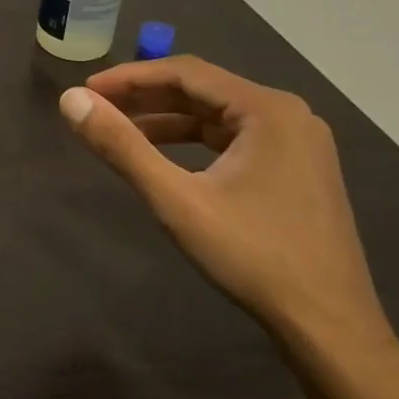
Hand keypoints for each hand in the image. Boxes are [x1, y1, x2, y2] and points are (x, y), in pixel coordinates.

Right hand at [58, 57, 393, 355]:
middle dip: (146, 97)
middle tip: (96, 108)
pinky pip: (234, 140)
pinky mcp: (297, 169)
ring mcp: (298, 143)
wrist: (329, 326)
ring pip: (217, 116)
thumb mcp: (176, 200)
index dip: (130, 77)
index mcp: (268, 109)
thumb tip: (70, 101)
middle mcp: (288, 115)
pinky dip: (193, 142)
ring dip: (167, 120)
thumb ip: (121, 146)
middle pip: (203, 90)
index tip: (86, 91)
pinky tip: (164, 156)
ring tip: (120, 130)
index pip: (186, 72)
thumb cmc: (252, 256)